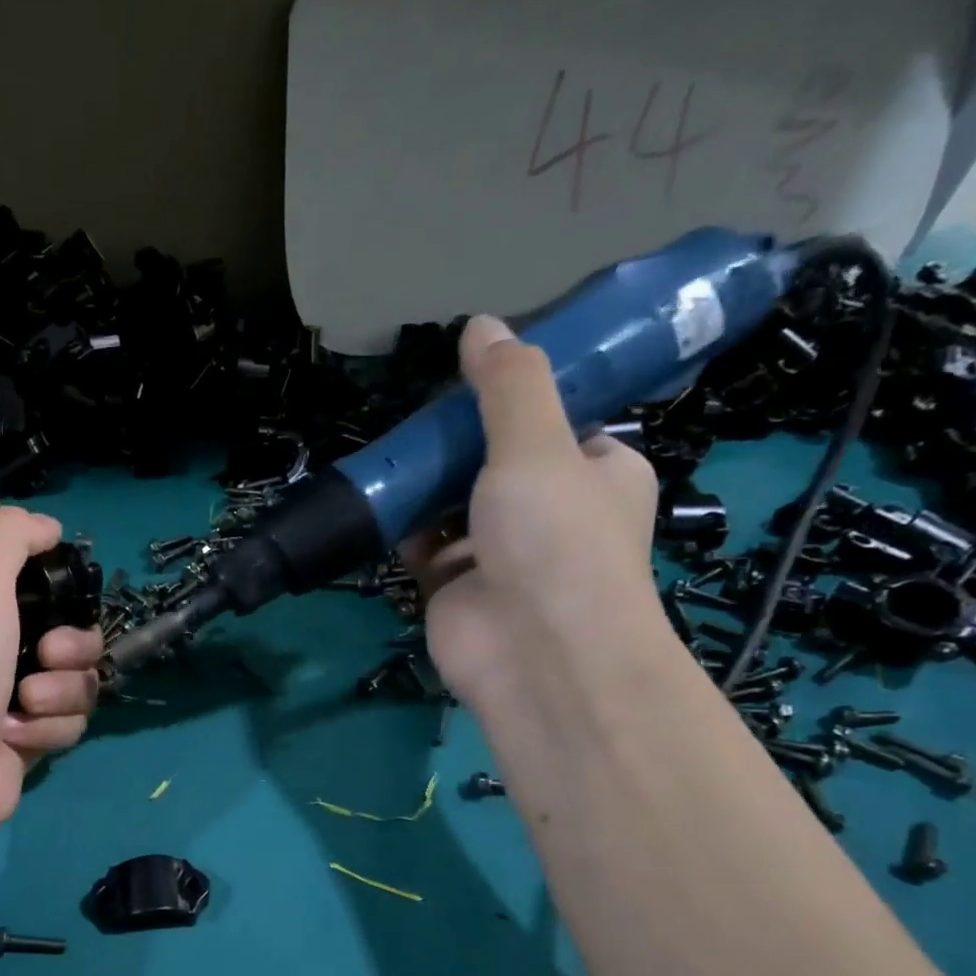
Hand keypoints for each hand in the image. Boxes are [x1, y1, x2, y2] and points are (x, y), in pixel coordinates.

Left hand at [0, 506, 101, 835]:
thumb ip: (11, 535)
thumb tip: (49, 526)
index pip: (44, 583)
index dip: (64, 590)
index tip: (66, 595)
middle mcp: (0, 646)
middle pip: (77, 634)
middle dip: (72, 646)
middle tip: (47, 655)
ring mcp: (17, 695)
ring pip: (80, 681)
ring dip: (58, 693)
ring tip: (23, 705)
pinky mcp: (31, 737)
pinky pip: (71, 722)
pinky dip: (49, 729)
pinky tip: (15, 737)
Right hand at [402, 314, 663, 709]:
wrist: (533, 652)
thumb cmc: (554, 539)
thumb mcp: (537, 445)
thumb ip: (507, 387)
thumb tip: (480, 324)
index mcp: (597, 471)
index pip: (557, 422)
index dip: (516, 399)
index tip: (470, 379)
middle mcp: (551, 511)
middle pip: (495, 461)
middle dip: (456, 444)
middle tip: (417, 419)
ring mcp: (498, 552)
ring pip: (453, 504)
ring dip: (424, 484)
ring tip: (390, 454)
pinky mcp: (453, 584)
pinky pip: (423, 545)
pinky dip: (403, 527)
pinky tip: (378, 501)